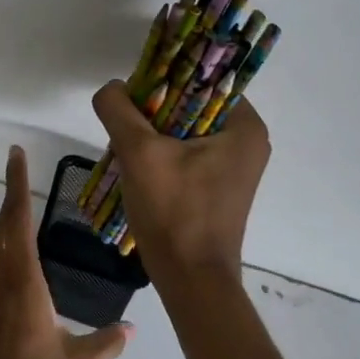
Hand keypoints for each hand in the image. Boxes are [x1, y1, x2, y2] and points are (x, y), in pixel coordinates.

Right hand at [91, 80, 271, 286]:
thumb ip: (119, 109)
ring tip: (127, 143)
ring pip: (185, 128)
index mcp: (244, 126)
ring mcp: (234, 166)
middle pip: (191, 103)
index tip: (137, 90)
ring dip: (154, 131)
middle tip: (126, 120)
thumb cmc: (174, 211)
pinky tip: (138, 164)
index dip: (166, 76)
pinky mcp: (218, 186)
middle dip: (155, 108)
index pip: (203, 78)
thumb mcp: (139, 152)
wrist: (190, 281)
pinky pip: (187, 151)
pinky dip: (162, 151)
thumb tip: (112, 88)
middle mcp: (247, 141)